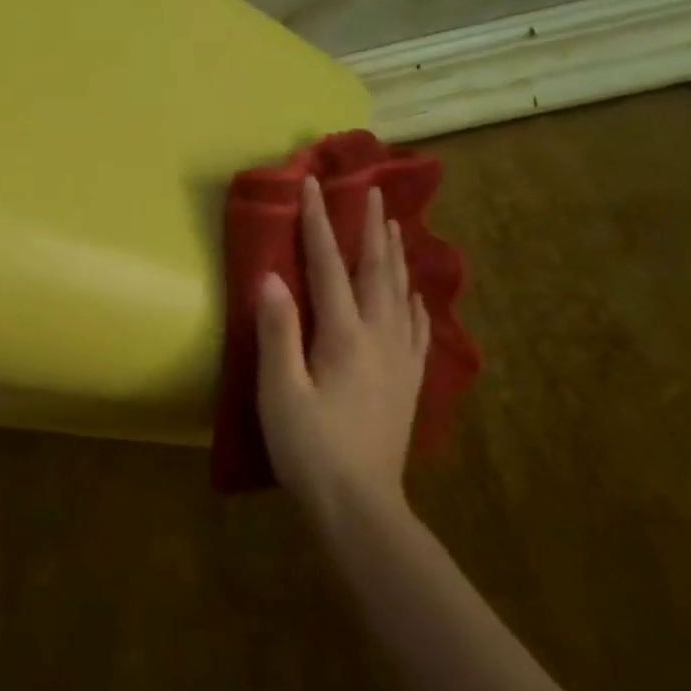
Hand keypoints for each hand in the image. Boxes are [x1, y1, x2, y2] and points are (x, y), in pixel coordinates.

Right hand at [255, 177, 428, 513]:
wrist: (360, 505)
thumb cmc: (310, 449)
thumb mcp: (280, 392)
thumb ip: (278, 332)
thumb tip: (271, 277)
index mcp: (345, 336)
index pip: (329, 266)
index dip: (320, 224)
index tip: (313, 185)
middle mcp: (380, 337)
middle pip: (377, 271)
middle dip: (372, 229)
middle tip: (373, 192)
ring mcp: (400, 360)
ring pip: (402, 295)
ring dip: (396, 257)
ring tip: (396, 228)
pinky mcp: (408, 383)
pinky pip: (419, 331)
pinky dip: (417, 305)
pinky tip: (418, 297)